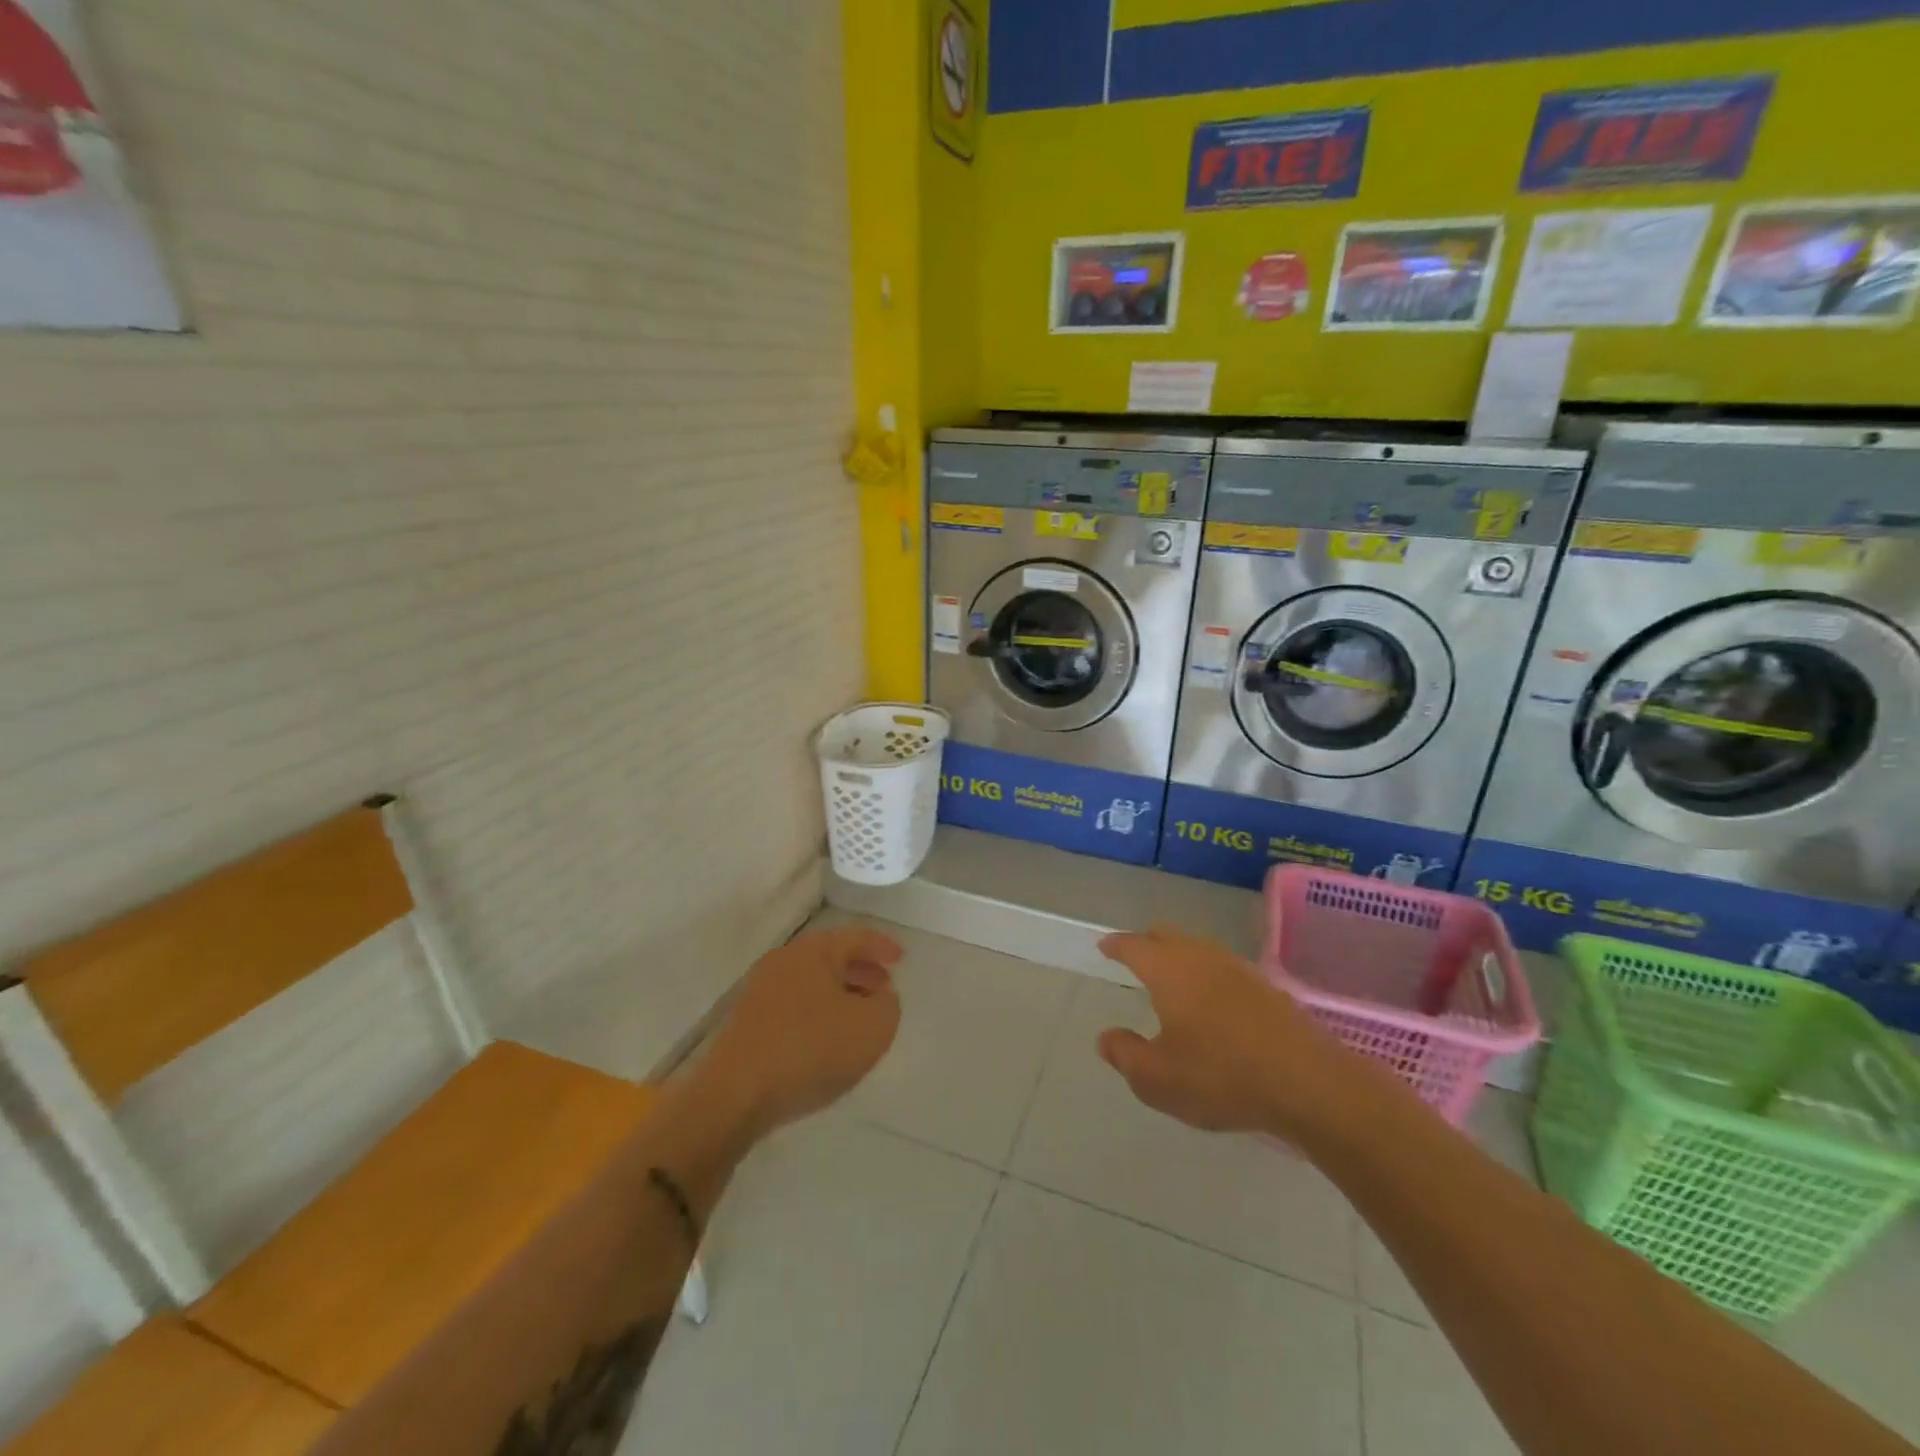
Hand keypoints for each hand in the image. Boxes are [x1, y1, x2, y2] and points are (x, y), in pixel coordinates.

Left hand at [695, 926, 902, 1140]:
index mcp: (814, 951)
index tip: (902, 959)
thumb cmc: (810, 1050)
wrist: (734, 1096)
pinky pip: (795, 1006)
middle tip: (885, 988)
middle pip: (832, 957)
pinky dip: (819, 1013)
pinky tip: (829, 1041)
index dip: (883, 946)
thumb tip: (880, 997)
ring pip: (813, 983)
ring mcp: (761, 991)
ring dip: (841, 994)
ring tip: (861, 1018)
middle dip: (862, 971)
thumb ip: (888, 1006)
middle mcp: (784, 961)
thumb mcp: (872, 1027)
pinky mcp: (749, 1023)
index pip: (857, 937)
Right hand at [1096, 925, 1354, 1138]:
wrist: (1309, 1084)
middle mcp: (1201, 957)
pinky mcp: (1267, 987)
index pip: (1134, 945)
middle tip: (1135, 956)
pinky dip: (1207, 973)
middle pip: (1167, 935)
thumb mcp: (1157, 1079)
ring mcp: (1238, 968)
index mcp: (1168, 970)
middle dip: (1147, 942)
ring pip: (1199, 947)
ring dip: (1180, 956)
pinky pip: (1224, 967)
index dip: (1116, 946)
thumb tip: (1106, 1037)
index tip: (1105, 947)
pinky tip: (1212, 1001)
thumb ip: (1125, 1055)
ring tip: (1172, 978)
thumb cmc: (1221, 1077)